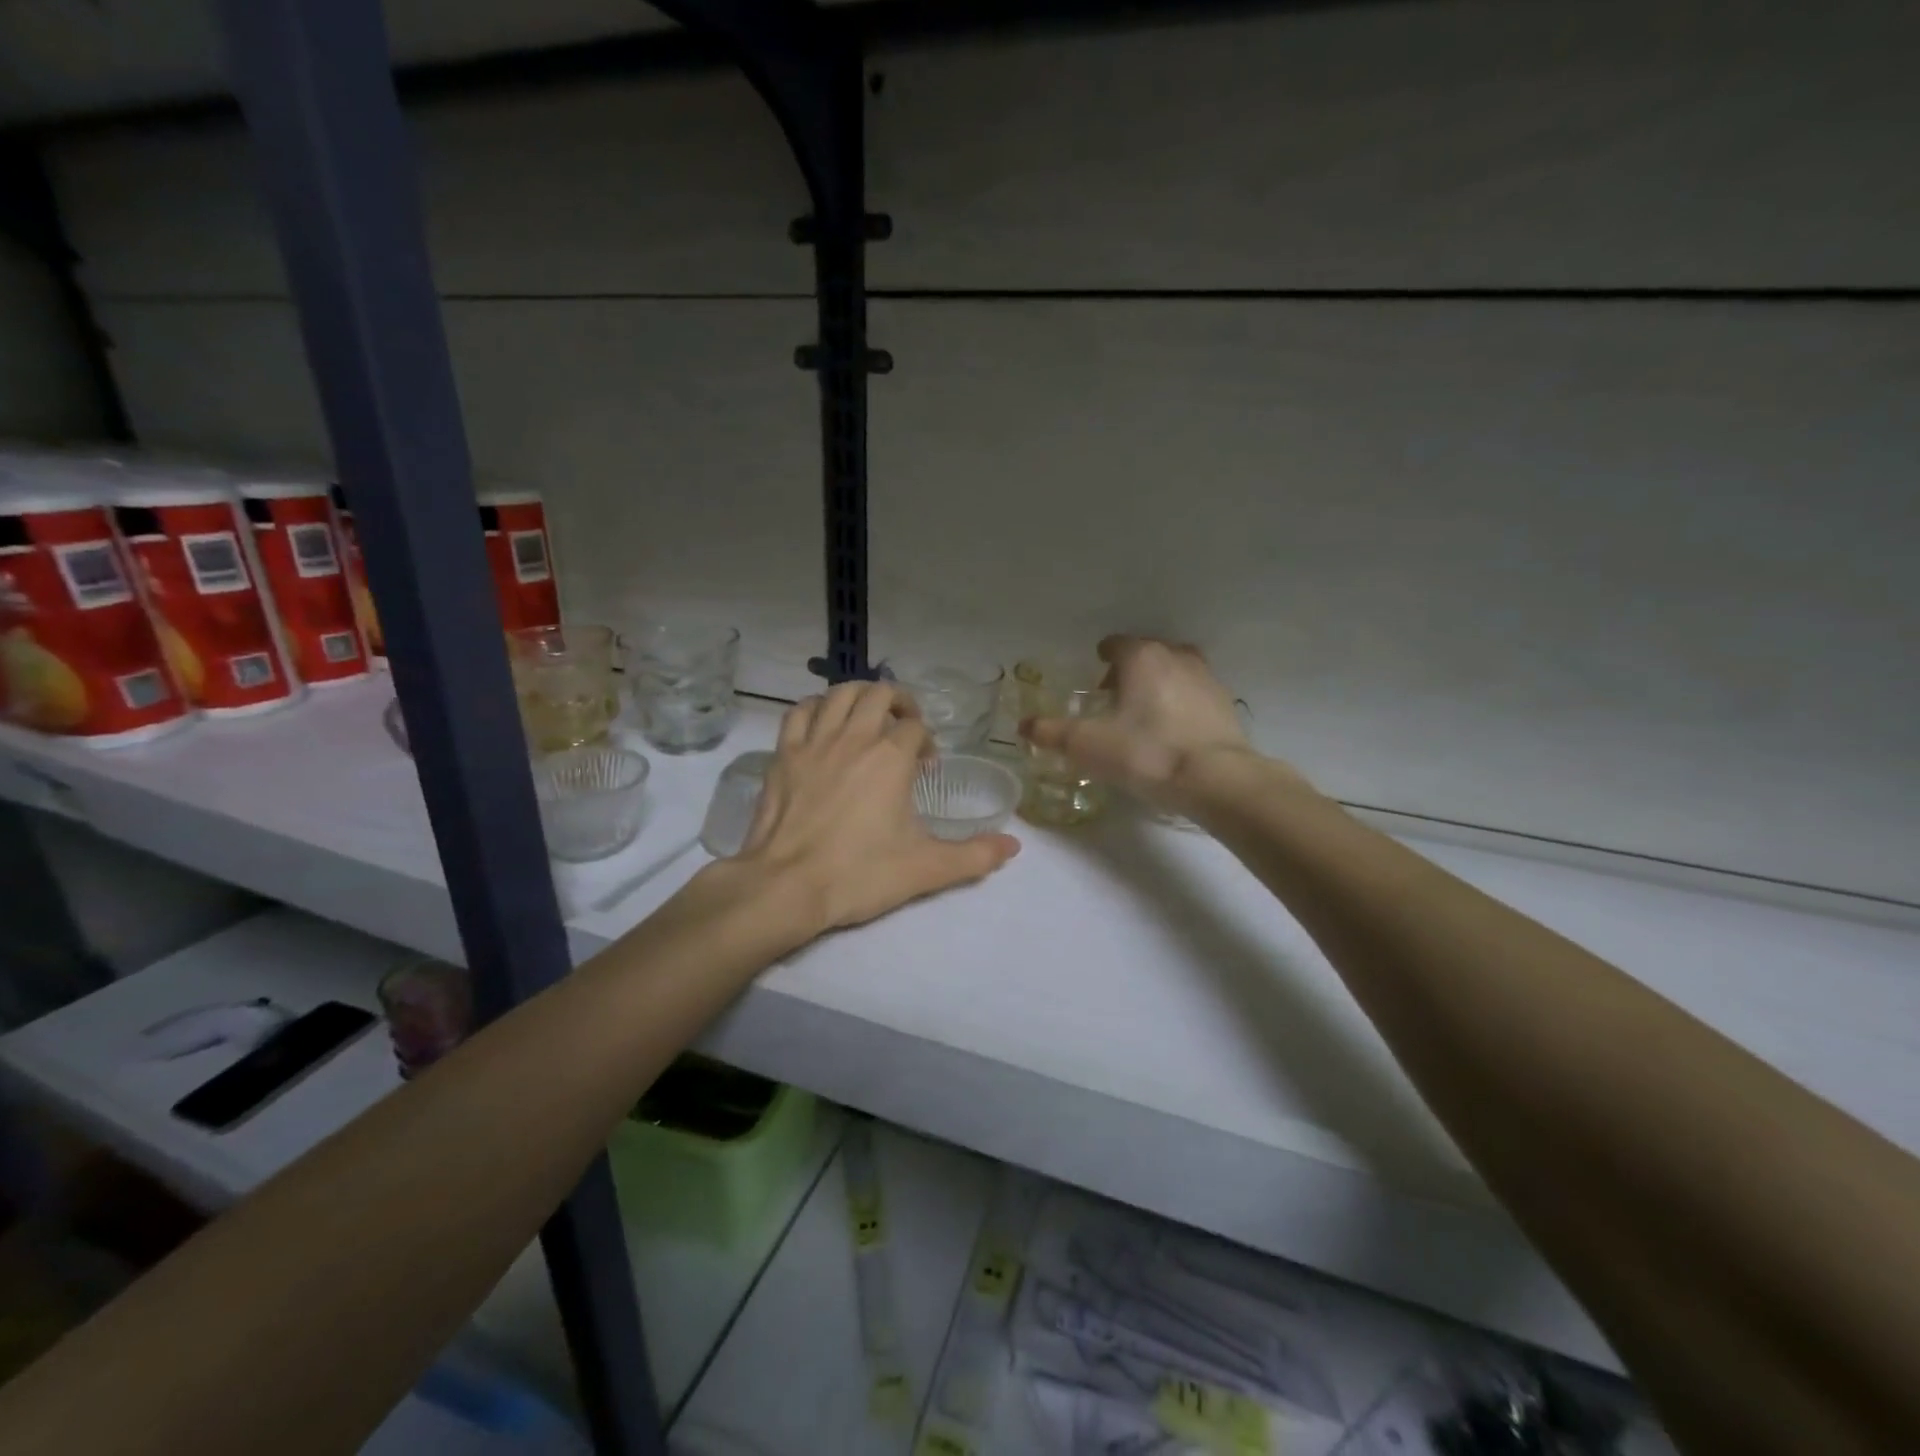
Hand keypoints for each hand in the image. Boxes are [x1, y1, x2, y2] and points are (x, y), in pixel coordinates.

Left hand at [738, 682, 1020, 931]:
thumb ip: (974, 856)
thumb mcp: (925, 869)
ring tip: (868, 716)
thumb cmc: (859, 875)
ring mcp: (814, 742)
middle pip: (879, 694)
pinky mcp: (783, 754)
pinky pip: (800, 712)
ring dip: (859, 696)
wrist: (787, 887)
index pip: (915, 727)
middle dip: (899, 703)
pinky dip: (817, 708)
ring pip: (839, 694)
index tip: (925, 768)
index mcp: (890, 758)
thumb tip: (1014, 844)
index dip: (925, 741)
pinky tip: (824, 724)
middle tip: (904, 728)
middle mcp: (854, 738)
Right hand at [1020, 635, 1297, 811]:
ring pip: (1175, 671)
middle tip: (1115, 701)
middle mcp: (1176, 657)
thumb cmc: (1145, 752)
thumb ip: (1052, 732)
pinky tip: (1173, 733)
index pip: (1116, 644)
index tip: (1095, 681)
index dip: (1102, 659)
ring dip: (1159, 685)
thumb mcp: (1087, 745)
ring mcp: (1207, 678)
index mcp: (1141, 657)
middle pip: (1147, 654)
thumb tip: (1023, 726)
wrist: (1215, 780)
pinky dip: (1182, 705)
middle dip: (1130, 671)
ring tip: (1145, 716)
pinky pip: (1196, 695)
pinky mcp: (1226, 704)